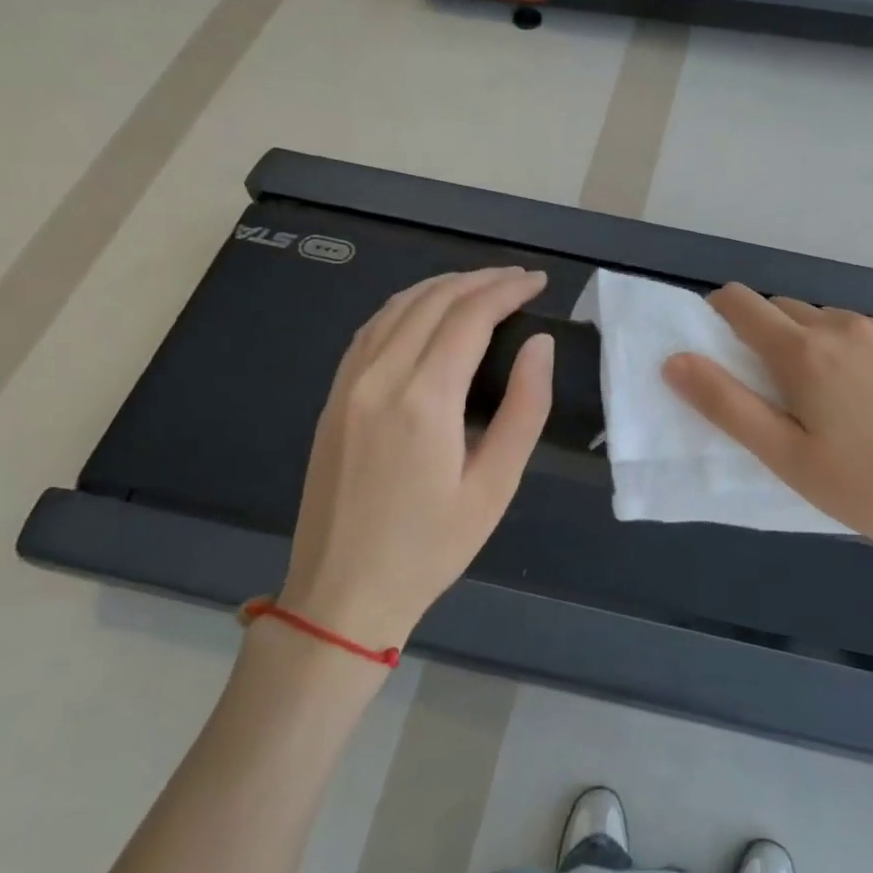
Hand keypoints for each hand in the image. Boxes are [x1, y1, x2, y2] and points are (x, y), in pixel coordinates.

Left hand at [277, 267, 553, 648]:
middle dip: (480, 280)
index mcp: (424, 400)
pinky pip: (371, 329)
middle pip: (433, 300)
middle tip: (519, 279)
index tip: (538, 282)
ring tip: (481, 286)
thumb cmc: (431, 547)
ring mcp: (348, 383)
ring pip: (397, 307)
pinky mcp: (332, 396)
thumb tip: (539, 344)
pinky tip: (427, 311)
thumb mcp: (495, 486)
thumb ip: (524, 408)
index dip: (507, 290)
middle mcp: (380, 377)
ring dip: (442, 286)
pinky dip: (407, 306)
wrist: (342, 593)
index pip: (469, 317)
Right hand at [663, 284, 872, 630]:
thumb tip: (675, 360)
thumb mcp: (787, 458)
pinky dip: (860, 351)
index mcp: (805, 352)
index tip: (719, 342)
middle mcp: (847, 326)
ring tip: (835, 400)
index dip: (720, 313)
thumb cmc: (871, 489)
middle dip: (769, 335)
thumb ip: (726, 405)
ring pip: (834, 322)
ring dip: (817, 344)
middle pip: (788, 310)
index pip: (743, 304)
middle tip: (779, 390)